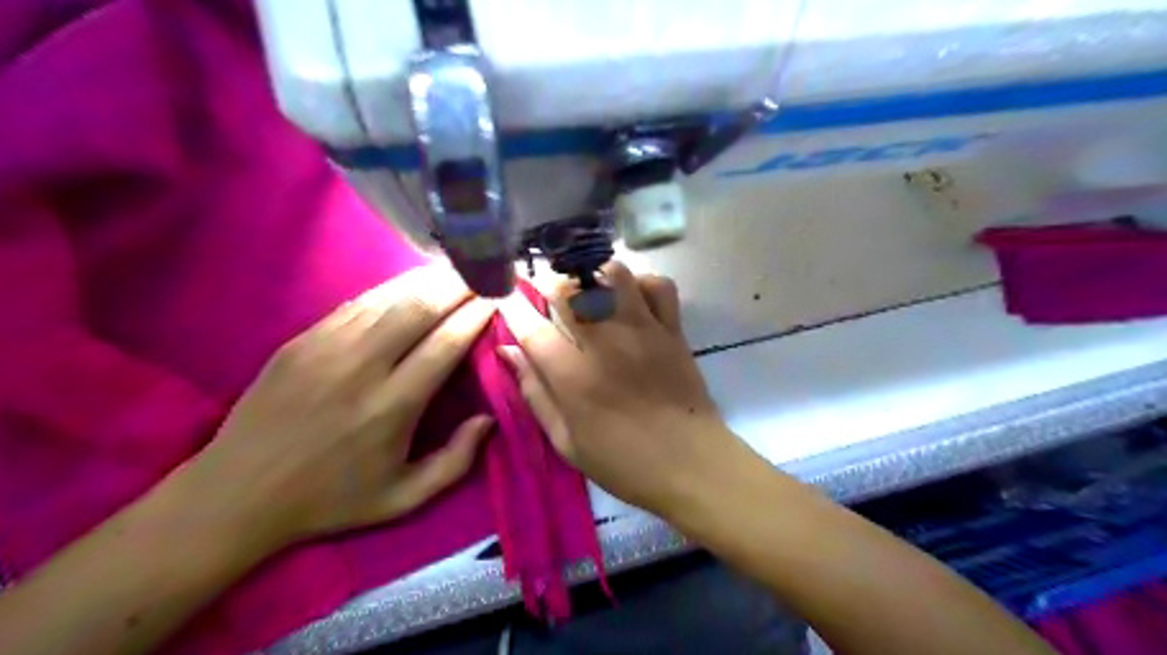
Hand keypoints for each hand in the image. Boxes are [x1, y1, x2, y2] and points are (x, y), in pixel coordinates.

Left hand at [174, 265, 493, 552]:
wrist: (235, 495)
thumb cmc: (330, 499)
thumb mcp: (403, 499)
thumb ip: (456, 461)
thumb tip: (488, 419)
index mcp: (392, 407)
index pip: (446, 343)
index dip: (476, 314)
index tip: (498, 297)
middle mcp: (361, 367)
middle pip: (419, 308)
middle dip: (457, 286)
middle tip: (482, 273)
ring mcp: (326, 348)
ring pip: (387, 297)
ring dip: (426, 281)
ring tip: (453, 272)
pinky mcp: (301, 340)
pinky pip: (357, 304)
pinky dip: (390, 291)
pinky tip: (408, 286)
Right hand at [496, 261, 742, 517]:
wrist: (689, 463)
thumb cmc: (622, 461)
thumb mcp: (565, 440)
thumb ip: (534, 393)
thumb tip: (508, 351)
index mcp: (572, 375)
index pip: (530, 326)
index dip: (512, 307)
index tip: (506, 299)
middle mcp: (604, 342)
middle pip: (568, 289)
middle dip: (548, 285)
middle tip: (547, 297)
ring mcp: (642, 330)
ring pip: (612, 275)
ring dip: (593, 277)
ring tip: (588, 291)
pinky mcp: (672, 328)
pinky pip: (658, 285)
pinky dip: (641, 283)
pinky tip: (631, 298)